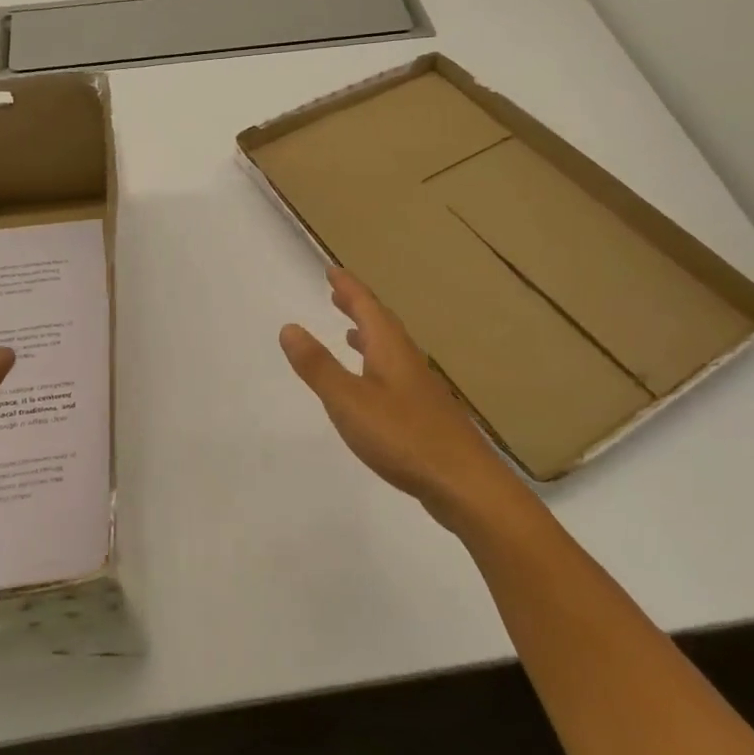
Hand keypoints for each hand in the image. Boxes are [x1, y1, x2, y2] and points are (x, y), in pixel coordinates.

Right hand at [280, 266, 526, 533]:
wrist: (463, 483)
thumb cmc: (403, 437)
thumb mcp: (348, 400)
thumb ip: (318, 366)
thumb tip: (290, 327)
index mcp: (391, 350)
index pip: (367, 307)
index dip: (348, 288)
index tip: (332, 271)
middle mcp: (408, 361)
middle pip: (382, 324)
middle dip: (358, 307)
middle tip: (338, 294)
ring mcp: (420, 389)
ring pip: (391, 351)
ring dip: (368, 337)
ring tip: (350, 333)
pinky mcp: (425, 415)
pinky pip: (395, 375)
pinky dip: (377, 367)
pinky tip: (373, 388)